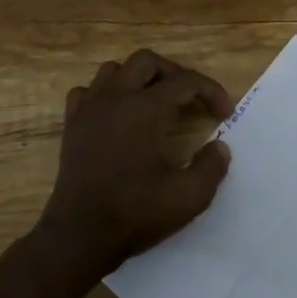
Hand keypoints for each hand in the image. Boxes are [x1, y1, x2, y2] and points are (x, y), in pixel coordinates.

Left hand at [29, 49, 233, 292]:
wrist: (79, 236)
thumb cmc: (135, 213)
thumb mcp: (189, 197)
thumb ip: (212, 167)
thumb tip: (219, 147)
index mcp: (146, 109)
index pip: (186, 81)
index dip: (211, 91)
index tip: (224, 113)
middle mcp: (116, 97)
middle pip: (148, 61)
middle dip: (175, 74)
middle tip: (190, 99)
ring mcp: (89, 108)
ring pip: (115, 69)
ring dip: (139, 78)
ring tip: (155, 100)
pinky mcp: (72, 124)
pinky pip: (87, 91)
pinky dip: (105, 93)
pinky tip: (117, 113)